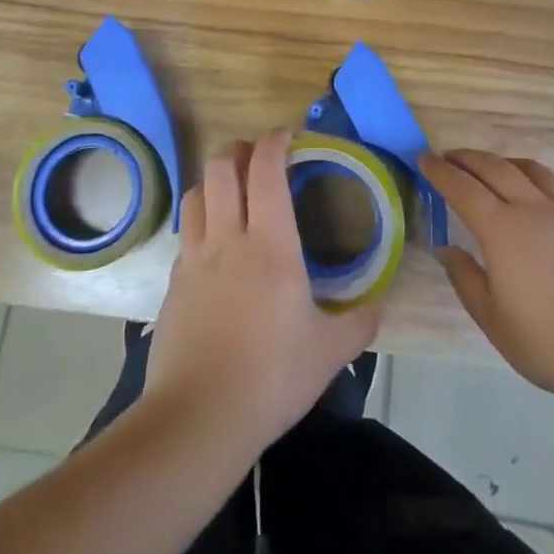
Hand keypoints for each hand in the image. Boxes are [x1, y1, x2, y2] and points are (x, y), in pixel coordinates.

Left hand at [145, 131, 379, 455]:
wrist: (197, 418)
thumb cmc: (271, 377)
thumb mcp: (329, 352)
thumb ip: (359, 323)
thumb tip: (380, 305)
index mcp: (270, 244)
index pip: (266, 170)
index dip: (275, 142)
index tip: (288, 135)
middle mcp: (228, 238)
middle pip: (221, 167)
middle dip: (240, 149)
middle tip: (258, 156)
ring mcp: (194, 258)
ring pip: (197, 192)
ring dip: (215, 178)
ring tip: (233, 189)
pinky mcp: (173, 283)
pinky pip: (187, 232)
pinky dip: (202, 218)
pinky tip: (215, 243)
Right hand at [421, 149, 553, 401]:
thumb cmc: (551, 343)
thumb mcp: (494, 321)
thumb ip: (466, 279)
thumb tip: (447, 248)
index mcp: (502, 229)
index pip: (462, 188)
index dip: (440, 171)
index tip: (424, 159)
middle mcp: (535, 208)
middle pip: (496, 168)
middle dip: (469, 158)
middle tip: (451, 156)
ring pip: (535, 171)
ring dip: (508, 163)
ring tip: (497, 166)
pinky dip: (547, 187)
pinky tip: (549, 200)